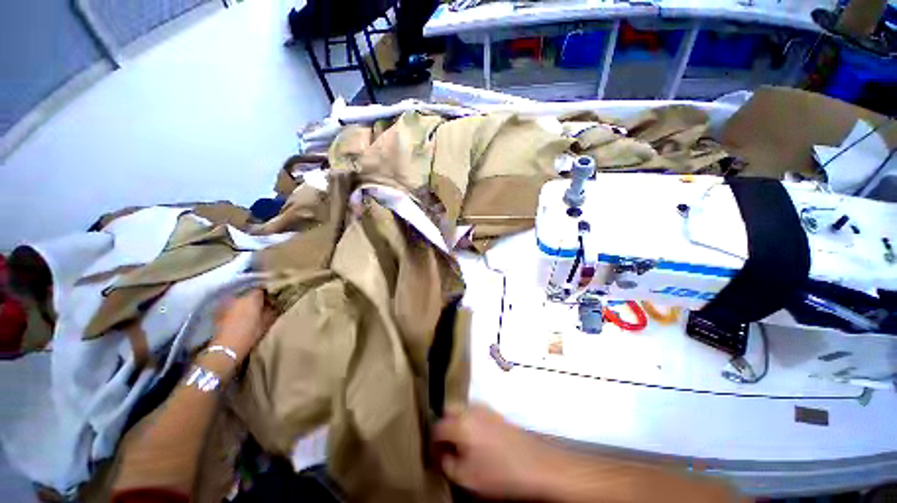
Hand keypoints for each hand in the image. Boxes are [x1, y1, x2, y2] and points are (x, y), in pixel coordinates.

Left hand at [210, 289, 271, 363]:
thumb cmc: (250, 333)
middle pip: (249, 292)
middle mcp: (238, 297)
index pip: (262, 288)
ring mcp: (226, 304)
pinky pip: (231, 306)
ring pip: (239, 299)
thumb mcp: (267, 322)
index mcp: (251, 297)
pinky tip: (240, 316)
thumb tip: (277, 303)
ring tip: (252, 310)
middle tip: (263, 304)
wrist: (227, 348)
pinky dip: (236, 308)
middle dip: (256, 297)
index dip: (268, 292)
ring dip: (245, 303)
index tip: (273, 298)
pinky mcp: (218, 312)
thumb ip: (273, 310)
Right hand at [433, 404, 560, 499]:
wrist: (535, 464)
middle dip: (444, 426)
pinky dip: (470, 420)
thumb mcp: (467, 478)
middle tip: (448, 446)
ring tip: (463, 443)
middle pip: (448, 411)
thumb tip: (441, 453)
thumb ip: (447, 464)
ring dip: (457, 422)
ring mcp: (484, 408)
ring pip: (462, 409)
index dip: (433, 442)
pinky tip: (478, 438)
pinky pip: (474, 411)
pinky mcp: (495, 411)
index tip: (436, 454)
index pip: (437, 427)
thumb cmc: (499, 473)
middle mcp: (470, 409)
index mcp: (460, 423)